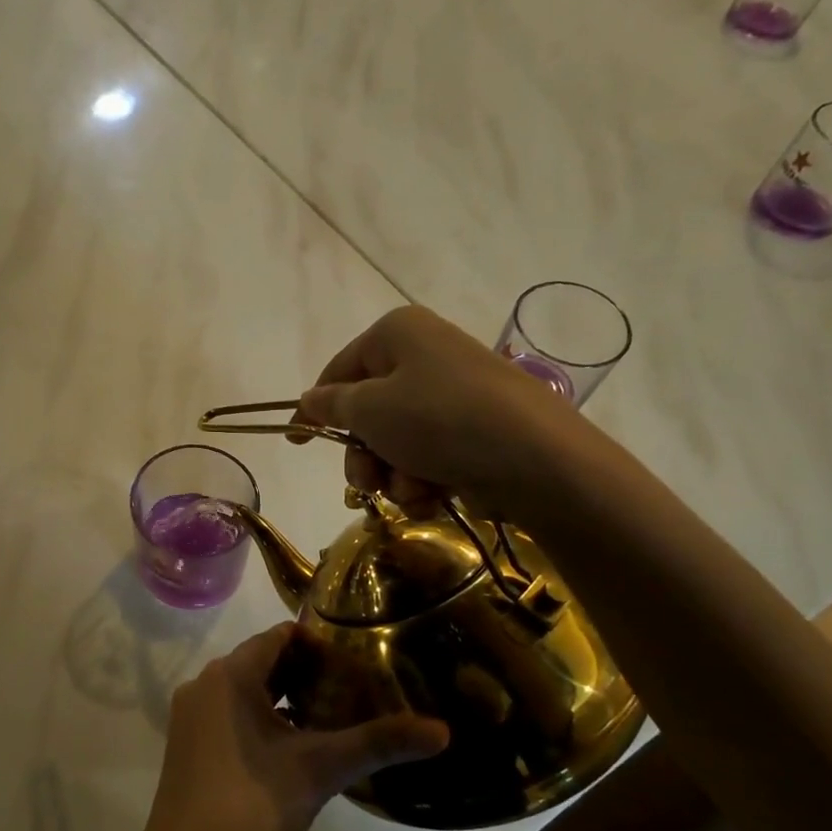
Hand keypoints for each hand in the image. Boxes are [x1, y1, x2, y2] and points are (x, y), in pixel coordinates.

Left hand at [127, 624, 449, 830]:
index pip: (280, 636)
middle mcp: (206, 683)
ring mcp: (192, 713)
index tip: (359, 662)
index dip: (321, 645)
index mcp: (230, 674)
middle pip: (264, 660)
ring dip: (287, 697)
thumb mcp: (320, 770)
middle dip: (309, 672)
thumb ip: (378, 744)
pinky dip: (264, 718)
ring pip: (248, 689)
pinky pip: (232, 712)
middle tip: (356, 690)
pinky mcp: (189, 741)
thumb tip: (442, 731)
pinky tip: (296, 746)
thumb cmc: (251, 807)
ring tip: (334, 716)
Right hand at [291, 305, 591, 522]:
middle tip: (367, 482)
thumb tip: (309, 399)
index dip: (313, 409)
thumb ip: (331, 405)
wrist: (536, 459)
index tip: (296, 442)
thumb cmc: (439, 420)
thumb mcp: (370, 409)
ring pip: (397, 441)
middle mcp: (426, 355)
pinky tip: (435, 496)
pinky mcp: (477, 429)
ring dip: (394, 475)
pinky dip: (425, 481)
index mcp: (397, 333)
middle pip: (368, 412)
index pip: (338, 370)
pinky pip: (430, 455)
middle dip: (363, 456)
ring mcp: (454, 394)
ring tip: (414, 491)